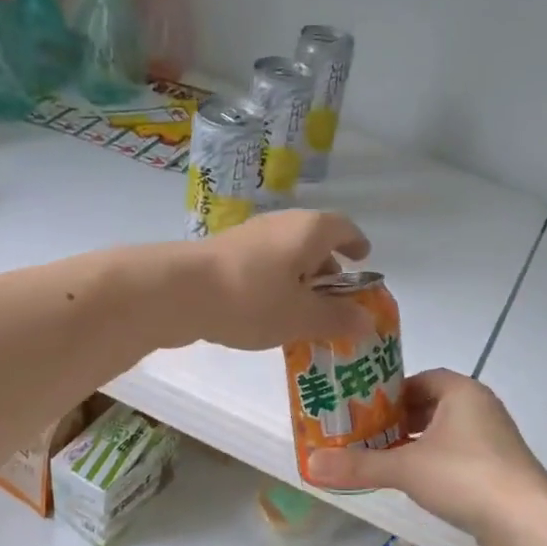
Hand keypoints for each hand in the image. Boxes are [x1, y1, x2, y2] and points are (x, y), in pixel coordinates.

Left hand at [176, 210, 374, 350]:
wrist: (179, 292)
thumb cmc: (252, 299)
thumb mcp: (301, 317)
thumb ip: (337, 319)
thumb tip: (368, 321)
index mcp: (309, 230)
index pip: (343, 228)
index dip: (356, 244)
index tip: (362, 260)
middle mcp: (281, 224)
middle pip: (314, 242)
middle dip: (327, 270)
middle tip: (335, 301)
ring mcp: (249, 237)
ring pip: (286, 256)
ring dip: (299, 281)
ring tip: (302, 315)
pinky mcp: (224, 254)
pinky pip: (263, 267)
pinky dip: (275, 285)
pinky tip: (267, 314)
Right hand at [305, 369, 546, 545]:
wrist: (526, 523)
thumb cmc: (465, 477)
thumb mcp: (405, 468)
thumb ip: (359, 465)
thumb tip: (310, 464)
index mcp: (462, 392)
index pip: (420, 379)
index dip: (389, 391)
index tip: (361, 408)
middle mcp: (480, 409)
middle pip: (430, 406)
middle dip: (397, 420)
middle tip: (361, 434)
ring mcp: (492, 442)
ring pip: (443, 435)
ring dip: (413, 444)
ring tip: (378, 458)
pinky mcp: (496, 471)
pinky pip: (456, 458)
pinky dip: (432, 464)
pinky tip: (411, 483)